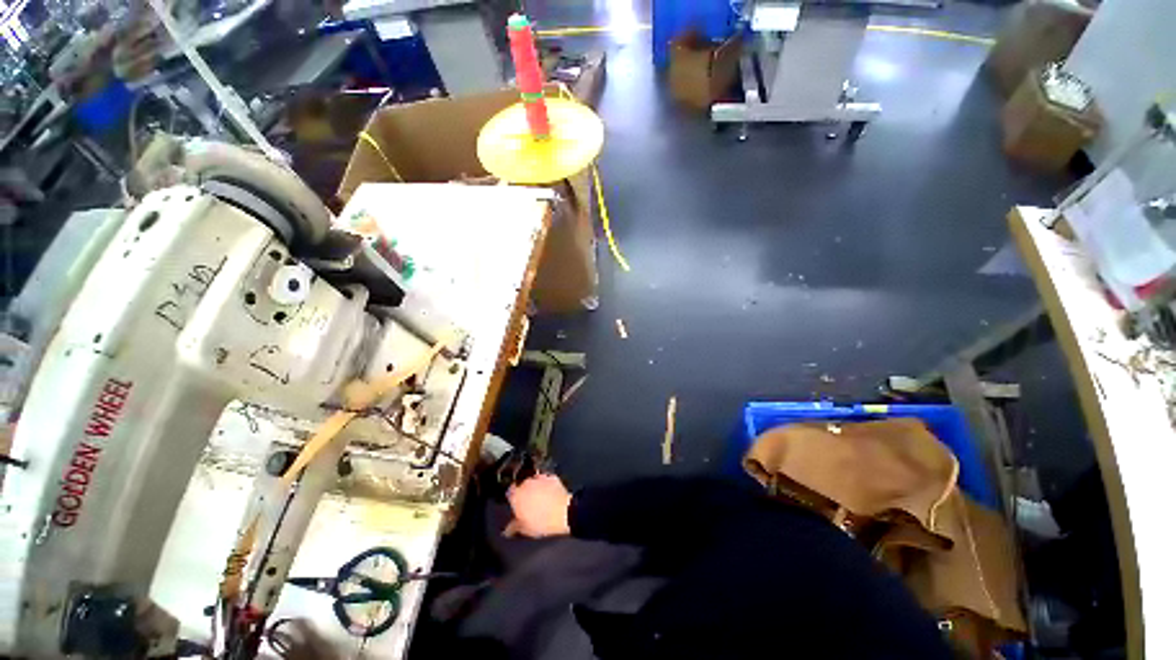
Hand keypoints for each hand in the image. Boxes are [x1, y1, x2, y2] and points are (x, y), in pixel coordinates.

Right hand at [505, 474, 572, 537]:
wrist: (564, 513)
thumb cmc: (542, 522)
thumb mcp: (525, 529)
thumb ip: (514, 527)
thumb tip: (508, 530)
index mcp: (516, 495)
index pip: (510, 492)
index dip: (513, 498)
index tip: (516, 504)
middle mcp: (526, 483)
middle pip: (522, 485)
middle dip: (525, 493)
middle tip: (529, 504)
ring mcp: (540, 478)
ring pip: (534, 482)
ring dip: (536, 488)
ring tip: (541, 500)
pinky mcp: (552, 477)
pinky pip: (547, 480)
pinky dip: (547, 485)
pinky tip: (550, 494)